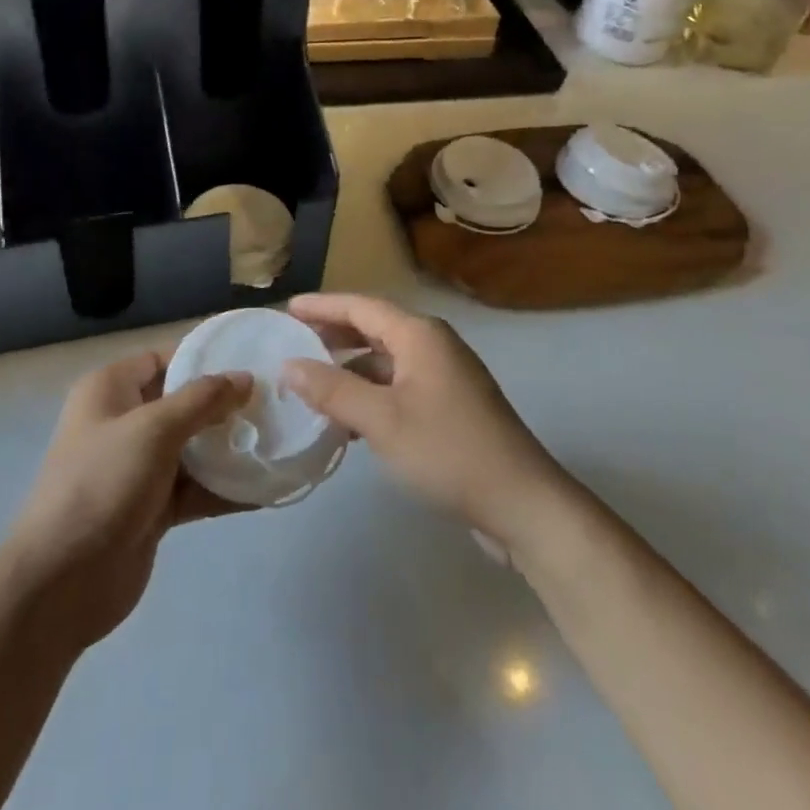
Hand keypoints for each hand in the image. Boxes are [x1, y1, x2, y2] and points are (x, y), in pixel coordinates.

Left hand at [5, 350, 249, 651]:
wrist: (61, 582)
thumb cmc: (102, 483)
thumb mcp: (154, 429)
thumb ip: (203, 400)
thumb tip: (245, 378)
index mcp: (111, 390)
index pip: (163, 358)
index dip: (203, 356)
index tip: (251, 357)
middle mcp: (123, 422)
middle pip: (183, 403)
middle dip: (225, 404)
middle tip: (274, 400)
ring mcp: (138, 468)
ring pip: (192, 448)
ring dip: (229, 447)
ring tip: (278, 439)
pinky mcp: (152, 509)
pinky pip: (195, 489)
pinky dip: (225, 488)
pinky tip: (265, 487)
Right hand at [283, 293, 571, 544]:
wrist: (522, 503)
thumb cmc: (448, 451)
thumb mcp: (381, 421)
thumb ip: (332, 390)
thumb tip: (288, 365)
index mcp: (419, 334)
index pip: (360, 306)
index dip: (321, 306)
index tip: (286, 309)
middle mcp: (434, 344)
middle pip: (374, 327)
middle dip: (334, 333)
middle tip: (294, 341)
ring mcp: (446, 375)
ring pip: (387, 359)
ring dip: (351, 367)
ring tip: (313, 382)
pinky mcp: (451, 405)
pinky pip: (400, 384)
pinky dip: (371, 392)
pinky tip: (349, 418)